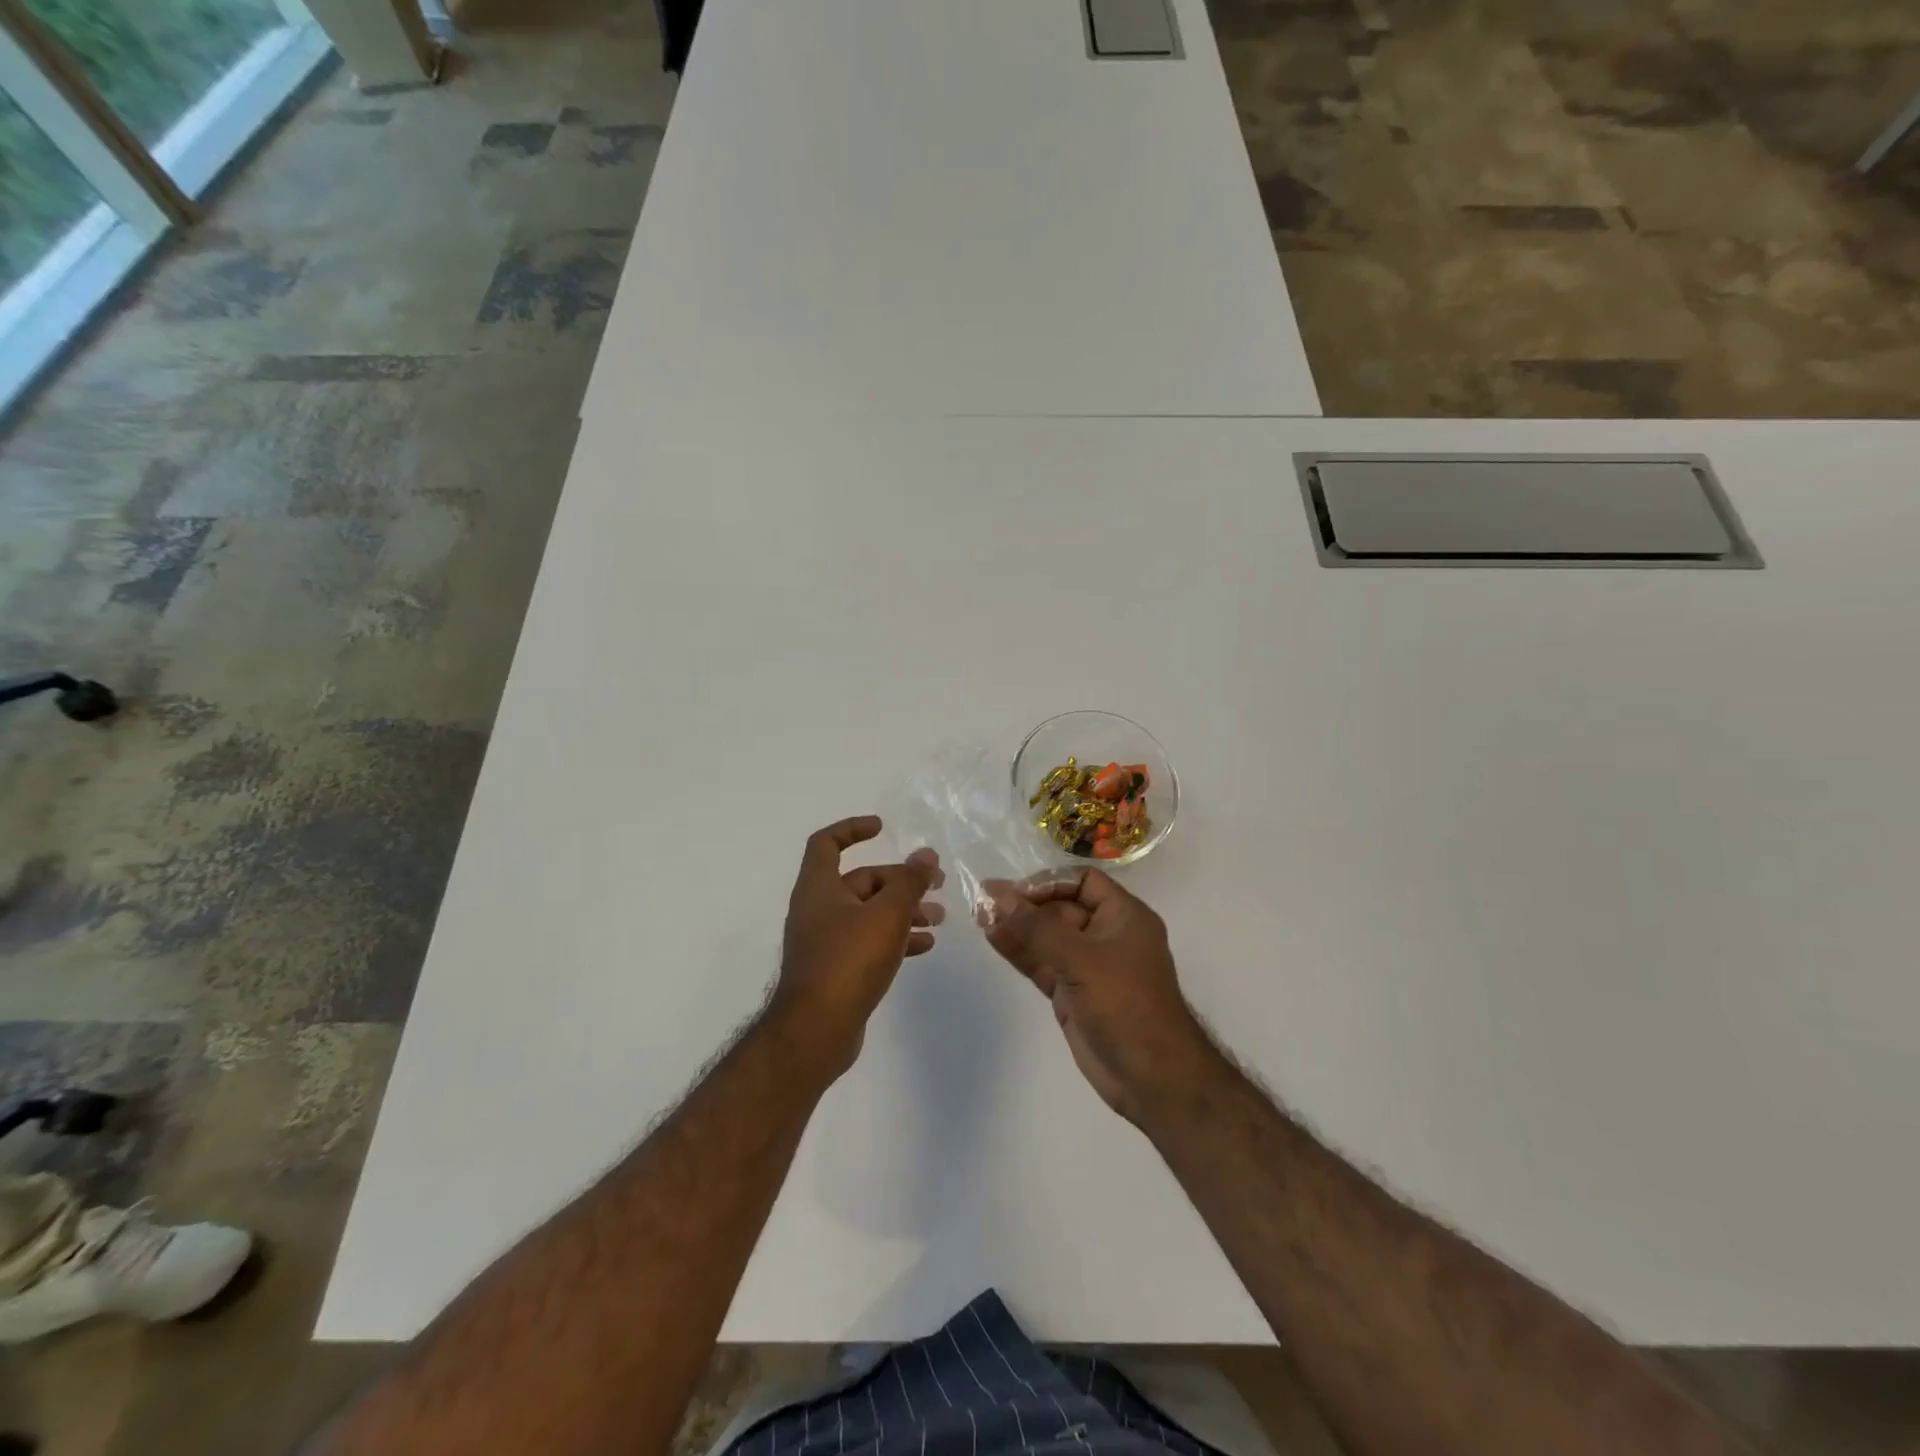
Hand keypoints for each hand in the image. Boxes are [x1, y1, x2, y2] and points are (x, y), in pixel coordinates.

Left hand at [775, 816, 942, 1076]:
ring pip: (869, 913)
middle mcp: (817, 909)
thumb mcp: (887, 914)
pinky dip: (895, 938)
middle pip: (860, 880)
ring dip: (903, 910)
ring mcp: (825, 941)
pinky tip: (925, 945)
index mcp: (819, 887)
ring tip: (940, 918)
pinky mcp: (836, 970)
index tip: (883, 828)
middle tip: (937, 884)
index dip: (852, 828)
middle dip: (899, 880)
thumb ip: (909, 882)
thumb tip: (926, 854)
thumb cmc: (848, 960)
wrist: (816, 1031)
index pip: (827, 842)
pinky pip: (868, 942)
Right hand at [982, 870, 1212, 1121]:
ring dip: (1017, 927)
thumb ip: (1036, 926)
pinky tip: (993, 938)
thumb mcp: (1080, 958)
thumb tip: (997, 893)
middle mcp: (1106, 935)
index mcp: (1124, 916)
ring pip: (1047, 937)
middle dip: (1025, 905)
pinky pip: (1042, 963)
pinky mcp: (1072, 993)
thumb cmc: (1125, 1004)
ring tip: (979, 917)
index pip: (1083, 882)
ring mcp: (1088, 966)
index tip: (1016, 893)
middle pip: (1061, 908)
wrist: (1151, 1078)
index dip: (1049, 882)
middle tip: (984, 902)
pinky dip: (1020, 951)